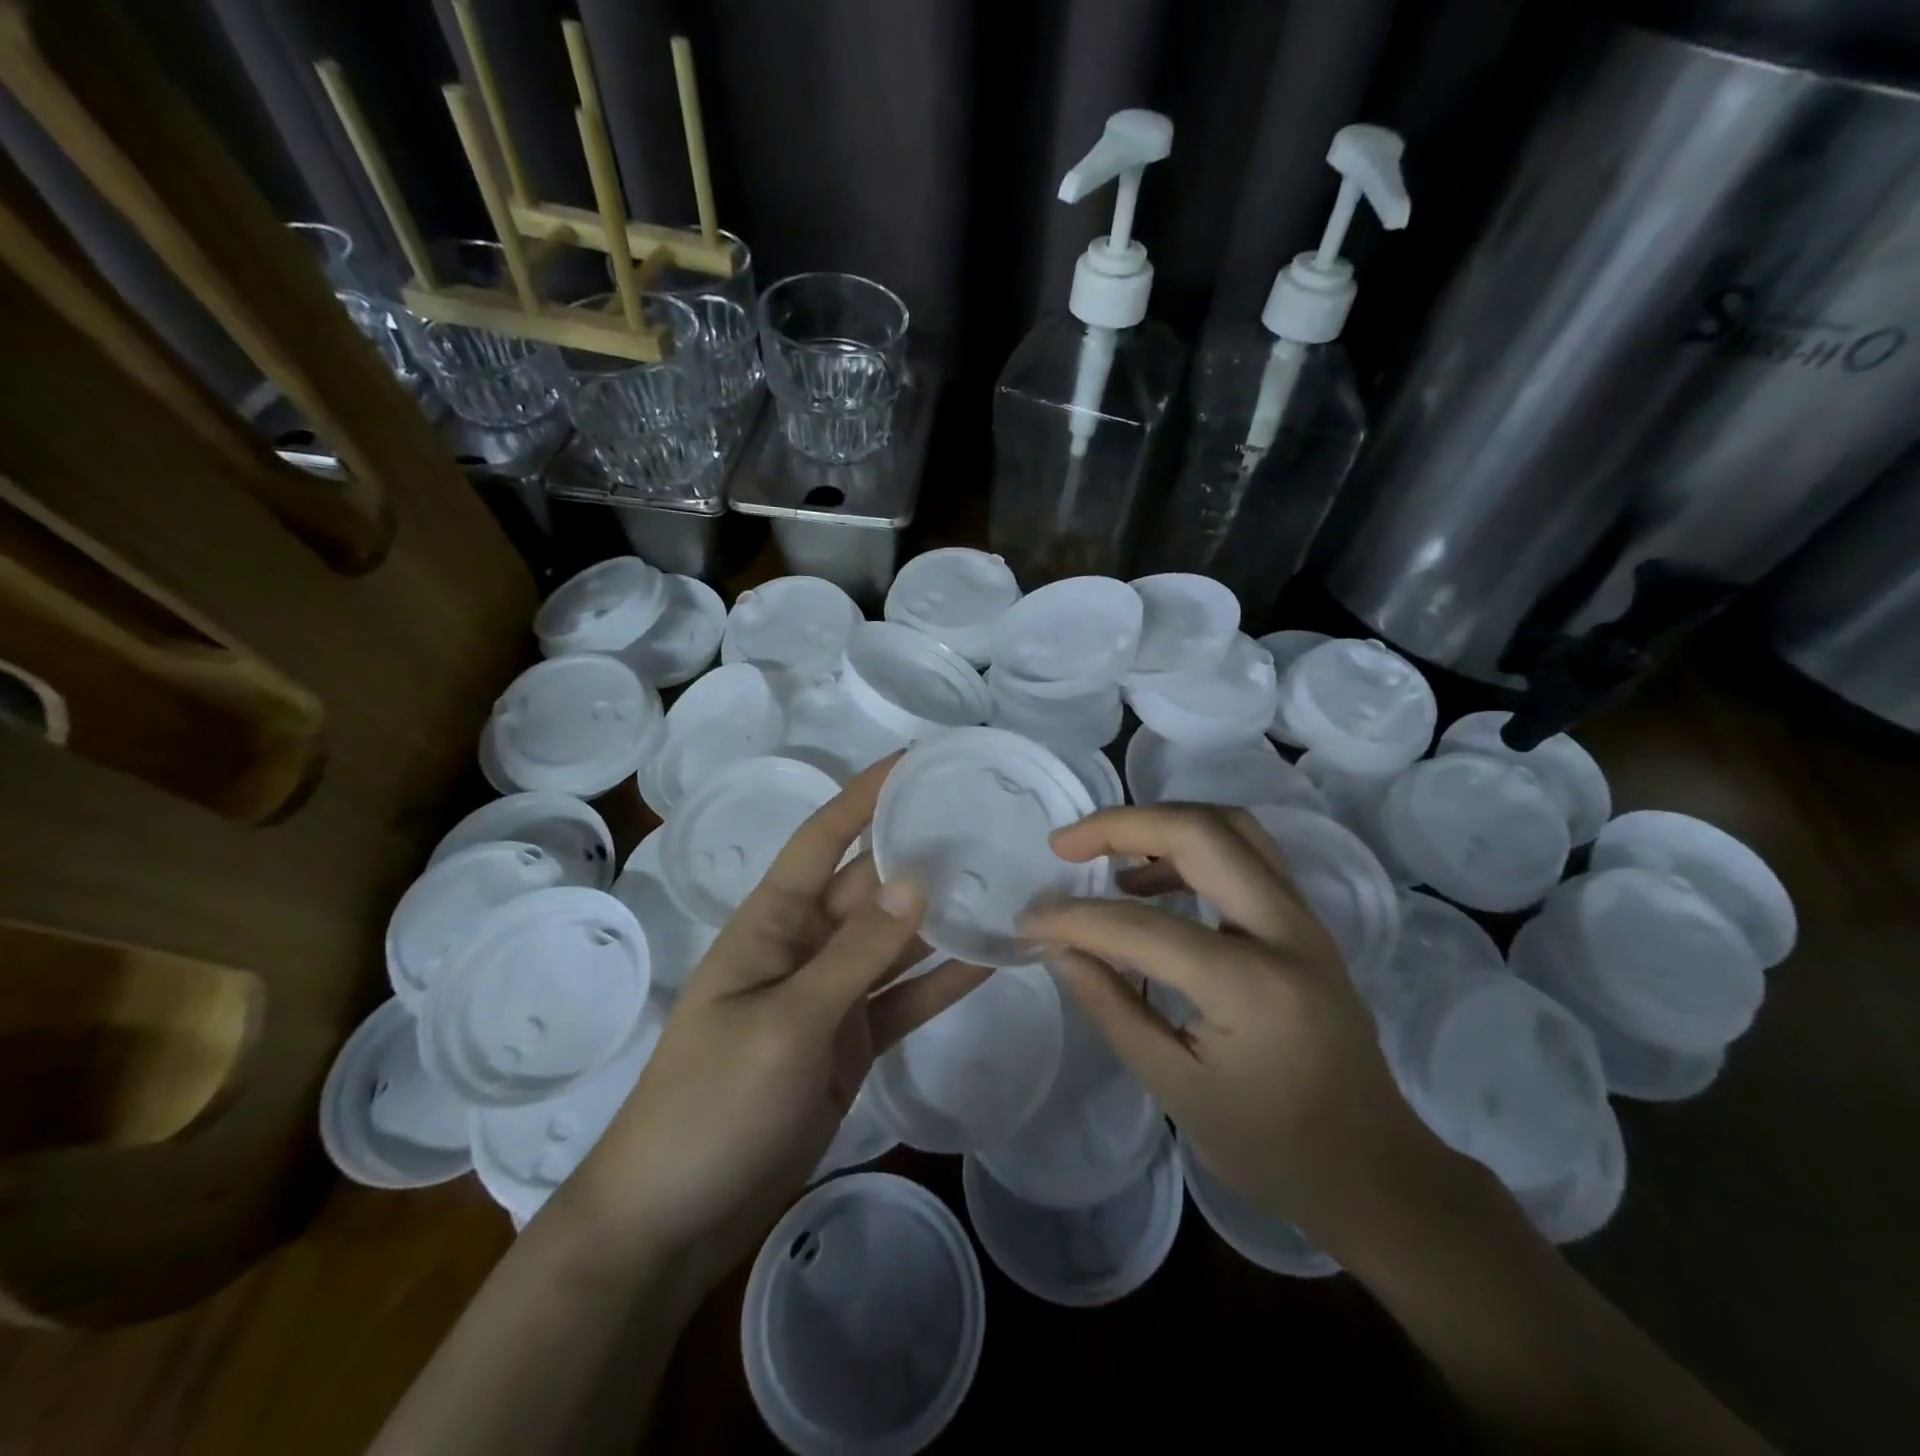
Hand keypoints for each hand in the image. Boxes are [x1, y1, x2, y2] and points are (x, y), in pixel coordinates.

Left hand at [560, 755, 989, 1289]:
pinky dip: (943, 982)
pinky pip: (904, 999)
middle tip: (990, 823)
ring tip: (1005, 882)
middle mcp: (805, 945)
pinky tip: (993, 960)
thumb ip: (854, 954)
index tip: (918, 760)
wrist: (673, 1219)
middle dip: (921, 853)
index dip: (866, 794)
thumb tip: (915, 880)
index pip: (824, 838)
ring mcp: (831, 996)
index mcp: (773, 922)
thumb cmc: (712, 1103)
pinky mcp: (852, 1042)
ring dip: (942, 917)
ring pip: (895, 941)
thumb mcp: (786, 1022)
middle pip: (871, 885)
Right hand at [1021, 804, 1446, 1259]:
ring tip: (1105, 856)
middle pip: (1201, 832)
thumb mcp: (1174, 1088)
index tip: (1029, 920)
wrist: (1377, 1171)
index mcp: (1252, 985)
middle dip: (1122, 825)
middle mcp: (1287, 931)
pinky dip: (1191, 846)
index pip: (1142, 928)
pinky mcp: (1305, 922)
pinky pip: (1245, 853)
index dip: (1074, 919)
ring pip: (1231, 827)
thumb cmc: (1272, 1148)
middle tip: (1065, 845)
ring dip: (1160, 825)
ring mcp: (1305, 919)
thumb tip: (1059, 947)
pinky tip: (1150, 882)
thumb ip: (1111, 1005)